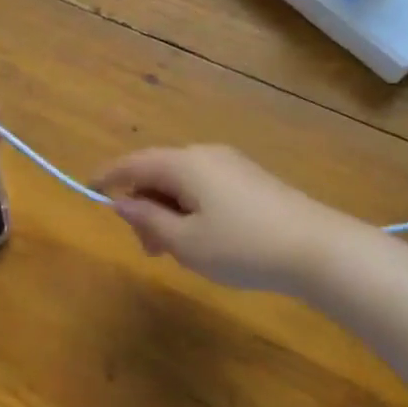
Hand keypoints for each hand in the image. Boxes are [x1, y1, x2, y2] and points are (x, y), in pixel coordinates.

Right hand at [94, 145, 339, 292]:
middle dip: (144, 206)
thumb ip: (148, 220)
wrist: (317, 248)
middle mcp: (205, 155)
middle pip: (159, 173)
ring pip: (183, 182)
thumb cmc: (242, 246)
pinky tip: (202, 240)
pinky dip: (190, 209)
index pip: (134, 163)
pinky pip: (205, 188)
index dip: (109, 176)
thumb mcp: (186, 241)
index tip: (89, 188)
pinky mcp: (251, 180)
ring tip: (174, 251)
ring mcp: (231, 165)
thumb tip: (121, 202)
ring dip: (168, 211)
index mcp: (184, 164)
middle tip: (148, 249)